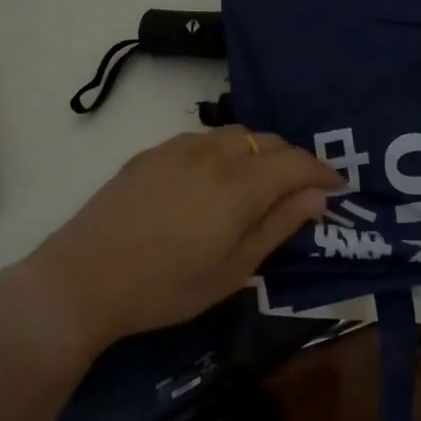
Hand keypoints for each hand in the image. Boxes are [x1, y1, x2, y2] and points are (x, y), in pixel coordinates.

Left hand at [2, 127, 337, 360]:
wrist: (84, 278)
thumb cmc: (166, 286)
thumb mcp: (233, 269)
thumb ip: (278, 226)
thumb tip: (317, 196)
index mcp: (240, 184)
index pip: (296, 162)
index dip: (322, 171)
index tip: (336, 187)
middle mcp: (213, 153)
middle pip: (267, 140)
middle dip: (292, 159)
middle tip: (300, 188)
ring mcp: (178, 148)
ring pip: (234, 134)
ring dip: (257, 150)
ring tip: (259, 180)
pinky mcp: (150, 153)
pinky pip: (201, 139)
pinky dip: (223, 150)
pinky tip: (213, 177)